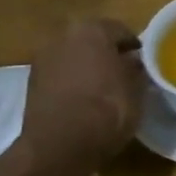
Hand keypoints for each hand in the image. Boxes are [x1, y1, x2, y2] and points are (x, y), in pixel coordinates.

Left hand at [19, 18, 146, 168]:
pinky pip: (60, 76)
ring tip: (104, 89)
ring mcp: (43, 59)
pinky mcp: (31, 84)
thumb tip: (133, 61)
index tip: (145, 61)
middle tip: (124, 73)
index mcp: (93, 30)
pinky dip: (72, 83)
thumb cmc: (107, 109)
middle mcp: (64, 37)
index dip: (135, 46)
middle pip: (93, 40)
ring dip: (87, 68)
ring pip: (74, 57)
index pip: (121, 30)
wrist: (59, 146)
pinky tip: (84, 100)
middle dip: (107, 54)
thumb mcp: (136, 88)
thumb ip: (136, 68)